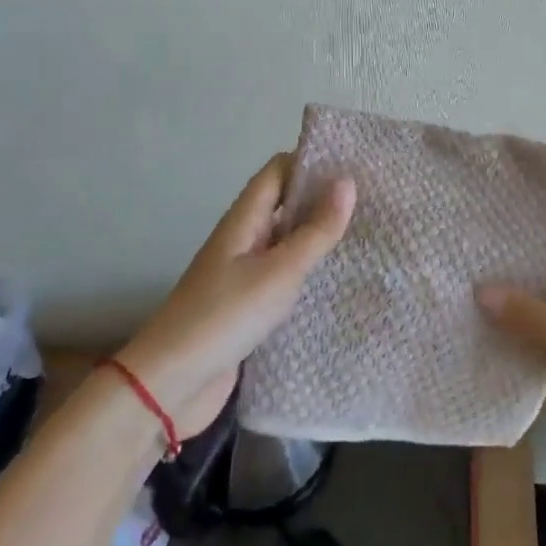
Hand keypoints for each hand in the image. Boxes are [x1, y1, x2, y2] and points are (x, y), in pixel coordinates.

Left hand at [117, 155, 354, 436]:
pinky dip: (309, 272)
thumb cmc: (225, 316)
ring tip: (367, 235)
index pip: (278, 171)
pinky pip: (284, 276)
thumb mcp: (279, 271)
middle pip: (284, 204)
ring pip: (286, 242)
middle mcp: (243, 239)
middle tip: (374, 200)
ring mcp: (244, 274)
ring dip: (319, 236)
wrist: (171, 384)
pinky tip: (338, 281)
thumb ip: (316, 230)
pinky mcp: (248, 307)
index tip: (355, 163)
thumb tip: (347, 181)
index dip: (311, 161)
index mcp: (244, 220)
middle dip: (322, 199)